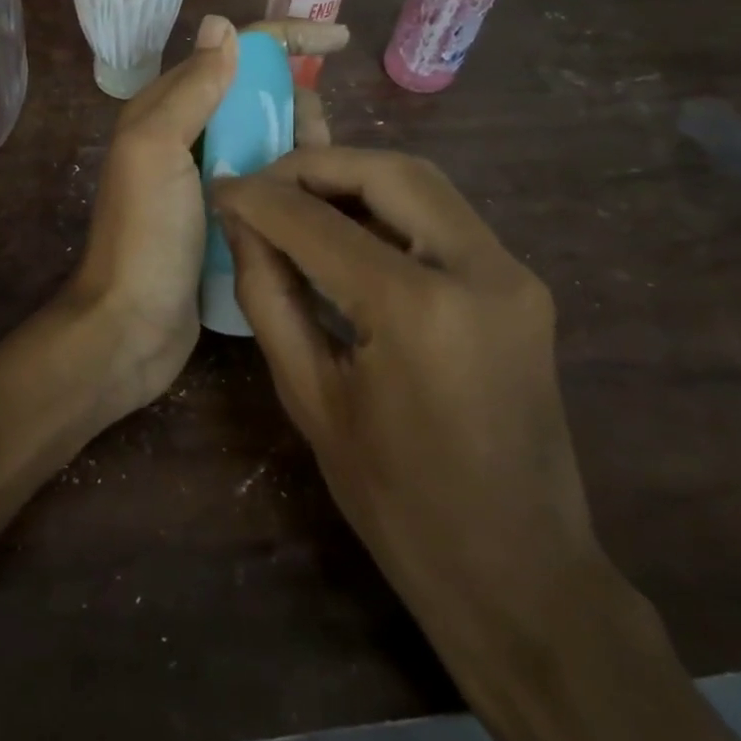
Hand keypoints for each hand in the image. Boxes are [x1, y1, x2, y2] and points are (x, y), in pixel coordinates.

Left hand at [70, 15, 344, 413]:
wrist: (131, 326)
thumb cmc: (143, 235)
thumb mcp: (155, 150)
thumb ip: (191, 90)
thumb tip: (223, 26)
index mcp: (166, 110)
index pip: (231, 53)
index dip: (286, 40)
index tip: (342, 41)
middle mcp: (188, 136)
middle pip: (258, 96)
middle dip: (297, 103)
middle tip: (317, 144)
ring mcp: (210, 178)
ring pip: (271, 139)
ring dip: (302, 145)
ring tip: (320, 176)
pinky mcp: (230, 216)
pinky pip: (273, 181)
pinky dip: (297, 180)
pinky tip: (320, 199)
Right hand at [214, 148, 599, 645]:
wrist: (520, 573)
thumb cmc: (398, 503)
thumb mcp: (311, 398)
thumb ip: (269, 296)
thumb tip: (241, 226)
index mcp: (418, 311)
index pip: (318, 223)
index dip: (259, 198)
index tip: (220, 188)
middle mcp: (480, 271)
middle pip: (386, 173)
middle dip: (314, 167)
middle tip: (262, 185)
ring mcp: (512, 274)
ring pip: (421, 184)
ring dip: (353, 179)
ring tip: (295, 200)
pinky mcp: (520, 285)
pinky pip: (443, 218)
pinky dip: (387, 208)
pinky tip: (346, 229)